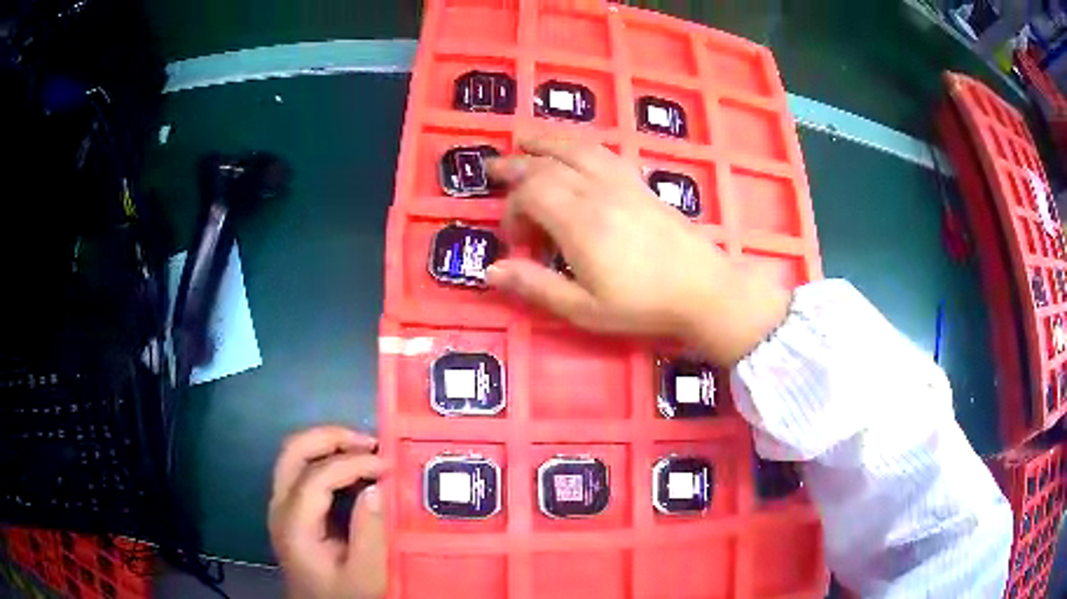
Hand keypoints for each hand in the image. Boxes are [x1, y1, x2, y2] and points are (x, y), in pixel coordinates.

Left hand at [269, 426, 388, 598]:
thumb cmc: (344, 595)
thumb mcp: (365, 574)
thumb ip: (370, 533)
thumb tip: (376, 487)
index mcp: (295, 525)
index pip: (316, 476)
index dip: (352, 462)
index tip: (387, 464)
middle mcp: (280, 507)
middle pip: (294, 451)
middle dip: (331, 437)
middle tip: (371, 443)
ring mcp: (281, 506)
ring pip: (294, 454)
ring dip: (328, 444)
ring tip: (366, 451)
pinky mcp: (289, 509)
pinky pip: (301, 469)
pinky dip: (326, 458)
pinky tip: (353, 469)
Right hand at [485, 136, 790, 364]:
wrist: (702, 288)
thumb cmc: (643, 304)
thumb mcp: (584, 308)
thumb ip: (536, 286)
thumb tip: (490, 271)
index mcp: (579, 222)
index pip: (530, 193)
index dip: (512, 211)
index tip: (515, 240)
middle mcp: (596, 191)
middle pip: (547, 164)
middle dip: (516, 165)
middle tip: (493, 170)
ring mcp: (621, 182)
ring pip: (575, 147)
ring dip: (545, 141)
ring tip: (524, 138)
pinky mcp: (639, 182)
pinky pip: (602, 151)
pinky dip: (578, 144)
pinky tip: (573, 149)